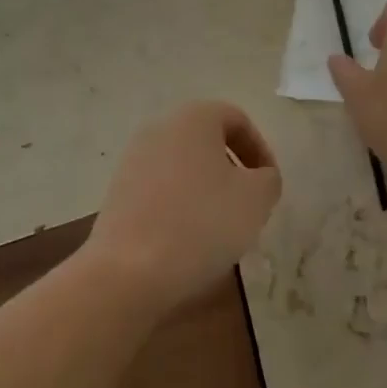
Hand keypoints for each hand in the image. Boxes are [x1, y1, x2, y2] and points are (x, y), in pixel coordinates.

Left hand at [86, 101, 281, 311]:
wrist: (129, 270)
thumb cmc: (202, 222)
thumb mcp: (257, 199)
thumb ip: (269, 179)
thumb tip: (260, 178)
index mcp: (194, 117)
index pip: (237, 120)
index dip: (260, 151)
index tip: (269, 185)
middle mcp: (160, 127)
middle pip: (207, 142)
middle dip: (232, 171)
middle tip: (247, 205)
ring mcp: (133, 158)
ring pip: (183, 166)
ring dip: (206, 190)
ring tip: (219, 228)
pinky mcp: (117, 191)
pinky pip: (160, 189)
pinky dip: (179, 205)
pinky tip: (188, 240)